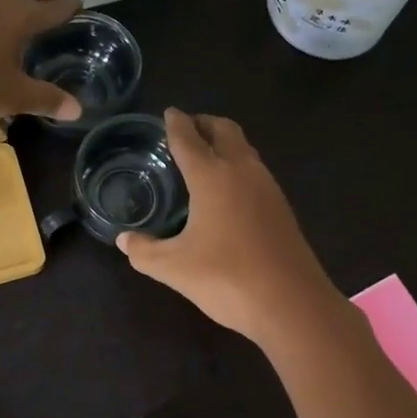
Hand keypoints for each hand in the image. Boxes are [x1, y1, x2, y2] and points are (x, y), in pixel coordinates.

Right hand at [117, 109, 340, 343]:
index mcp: (212, 176)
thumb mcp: (174, 268)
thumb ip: (144, 251)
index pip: (188, 138)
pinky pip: (255, 169)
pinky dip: (237, 163)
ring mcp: (267, 187)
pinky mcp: (281, 207)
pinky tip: (227, 189)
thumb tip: (125, 240)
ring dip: (224, 141)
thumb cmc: (227, 278)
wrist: (291, 304)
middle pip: (224, 129)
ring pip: (244, 148)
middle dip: (203, 122)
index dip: (175, 124)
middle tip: (185, 128)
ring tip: (204, 154)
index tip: (168, 113)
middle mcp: (242, 171)